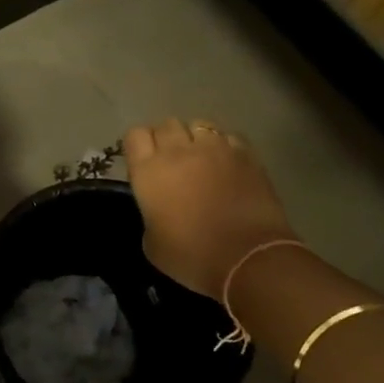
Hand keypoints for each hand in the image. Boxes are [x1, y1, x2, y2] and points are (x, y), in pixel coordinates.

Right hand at [125, 118, 298, 299]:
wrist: (249, 259)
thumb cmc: (191, 256)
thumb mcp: (152, 242)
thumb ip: (150, 212)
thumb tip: (160, 207)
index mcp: (149, 171)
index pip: (135, 135)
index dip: (138, 146)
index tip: (142, 162)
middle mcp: (179, 151)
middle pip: (166, 124)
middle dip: (166, 138)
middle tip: (172, 161)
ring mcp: (216, 149)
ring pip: (199, 124)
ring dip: (195, 138)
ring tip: (201, 158)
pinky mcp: (247, 155)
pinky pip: (229, 137)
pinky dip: (224, 146)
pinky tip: (227, 164)